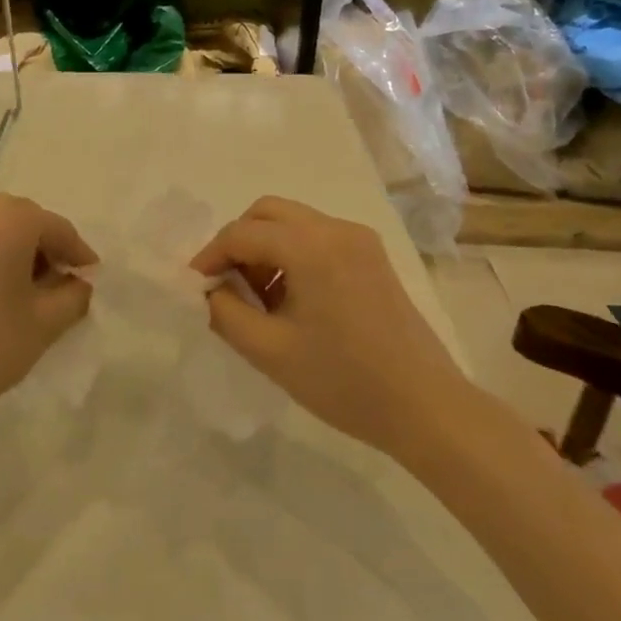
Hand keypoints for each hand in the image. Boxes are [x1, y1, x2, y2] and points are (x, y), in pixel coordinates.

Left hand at [0, 193, 95, 437]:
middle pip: (25, 222)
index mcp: (11, 216)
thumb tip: (77, 283)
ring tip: (26, 292)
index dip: (79, 256)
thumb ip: (74, 295)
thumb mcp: (45, 324)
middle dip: (45, 250)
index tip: (91, 281)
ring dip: (15, 252)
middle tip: (60, 288)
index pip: (59, 229)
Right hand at [190, 196, 464, 452]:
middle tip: (225, 286)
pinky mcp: (372, 258)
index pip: (241, 233)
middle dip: (237, 243)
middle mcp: (336, 229)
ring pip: (293, 223)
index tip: (195, 288)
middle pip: (267, 213)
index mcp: (311, 246)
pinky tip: (290, 300)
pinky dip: (291, 256)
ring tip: (257, 300)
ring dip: (264, 249)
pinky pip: (317, 239)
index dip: (210, 257)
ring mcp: (360, 241)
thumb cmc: (344, 381)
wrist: (426, 407)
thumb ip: (225, 313)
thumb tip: (208, 292)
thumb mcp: (269, 351)